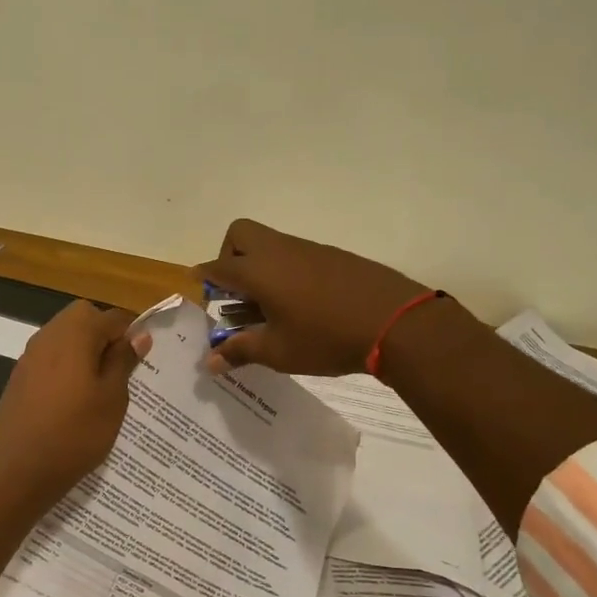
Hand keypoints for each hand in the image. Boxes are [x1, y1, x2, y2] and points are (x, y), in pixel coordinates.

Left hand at [0, 300, 150, 503]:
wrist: (20, 471)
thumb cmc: (76, 433)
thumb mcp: (113, 398)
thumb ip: (124, 360)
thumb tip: (138, 335)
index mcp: (75, 333)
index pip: (113, 317)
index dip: (131, 335)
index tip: (139, 364)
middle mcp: (48, 335)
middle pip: (83, 318)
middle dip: (104, 337)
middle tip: (118, 373)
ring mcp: (29, 355)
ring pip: (64, 337)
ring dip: (83, 351)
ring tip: (97, 389)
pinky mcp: (18, 376)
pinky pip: (49, 358)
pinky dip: (64, 367)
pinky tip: (70, 400)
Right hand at [194, 219, 438, 375]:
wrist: (395, 321)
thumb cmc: (326, 337)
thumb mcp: (278, 351)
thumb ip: (241, 351)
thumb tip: (210, 362)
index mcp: (258, 270)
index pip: (218, 266)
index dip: (205, 278)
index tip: (202, 292)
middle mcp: (278, 250)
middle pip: (241, 234)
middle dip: (229, 256)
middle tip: (237, 292)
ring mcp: (308, 249)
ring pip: (270, 243)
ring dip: (260, 266)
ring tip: (270, 307)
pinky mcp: (333, 255)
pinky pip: (296, 254)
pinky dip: (287, 271)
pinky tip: (303, 304)